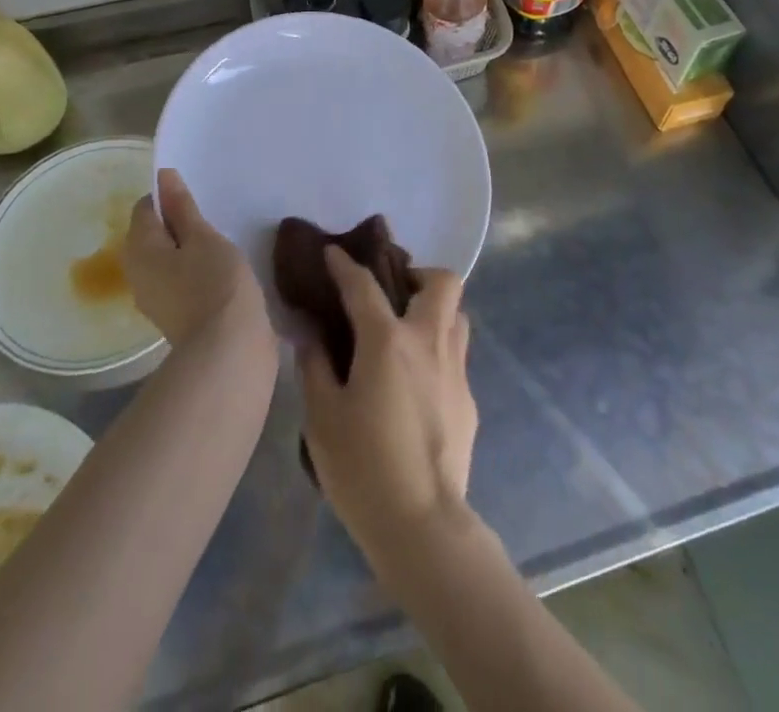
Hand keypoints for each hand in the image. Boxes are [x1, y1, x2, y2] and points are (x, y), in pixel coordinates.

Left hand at [124, 169, 268, 347]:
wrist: (228, 349)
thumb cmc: (215, 282)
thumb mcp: (202, 236)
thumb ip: (182, 207)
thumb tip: (163, 176)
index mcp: (139, 248)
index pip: (145, 208)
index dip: (169, 198)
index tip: (198, 201)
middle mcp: (136, 272)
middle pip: (152, 235)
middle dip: (178, 224)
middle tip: (211, 221)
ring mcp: (153, 297)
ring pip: (165, 258)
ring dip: (187, 248)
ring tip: (218, 244)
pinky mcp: (172, 315)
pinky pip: (177, 279)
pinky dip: (192, 270)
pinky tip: (217, 271)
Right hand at [298, 248, 477, 559]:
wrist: (423, 525)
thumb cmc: (363, 468)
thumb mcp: (322, 418)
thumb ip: (315, 366)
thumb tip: (309, 334)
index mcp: (388, 341)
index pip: (364, 285)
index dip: (345, 264)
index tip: (333, 252)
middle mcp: (428, 342)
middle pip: (443, 282)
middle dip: (418, 275)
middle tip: (393, 294)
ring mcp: (455, 369)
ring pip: (457, 315)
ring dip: (435, 310)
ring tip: (406, 332)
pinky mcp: (468, 399)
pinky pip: (456, 355)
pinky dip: (437, 351)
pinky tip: (416, 382)